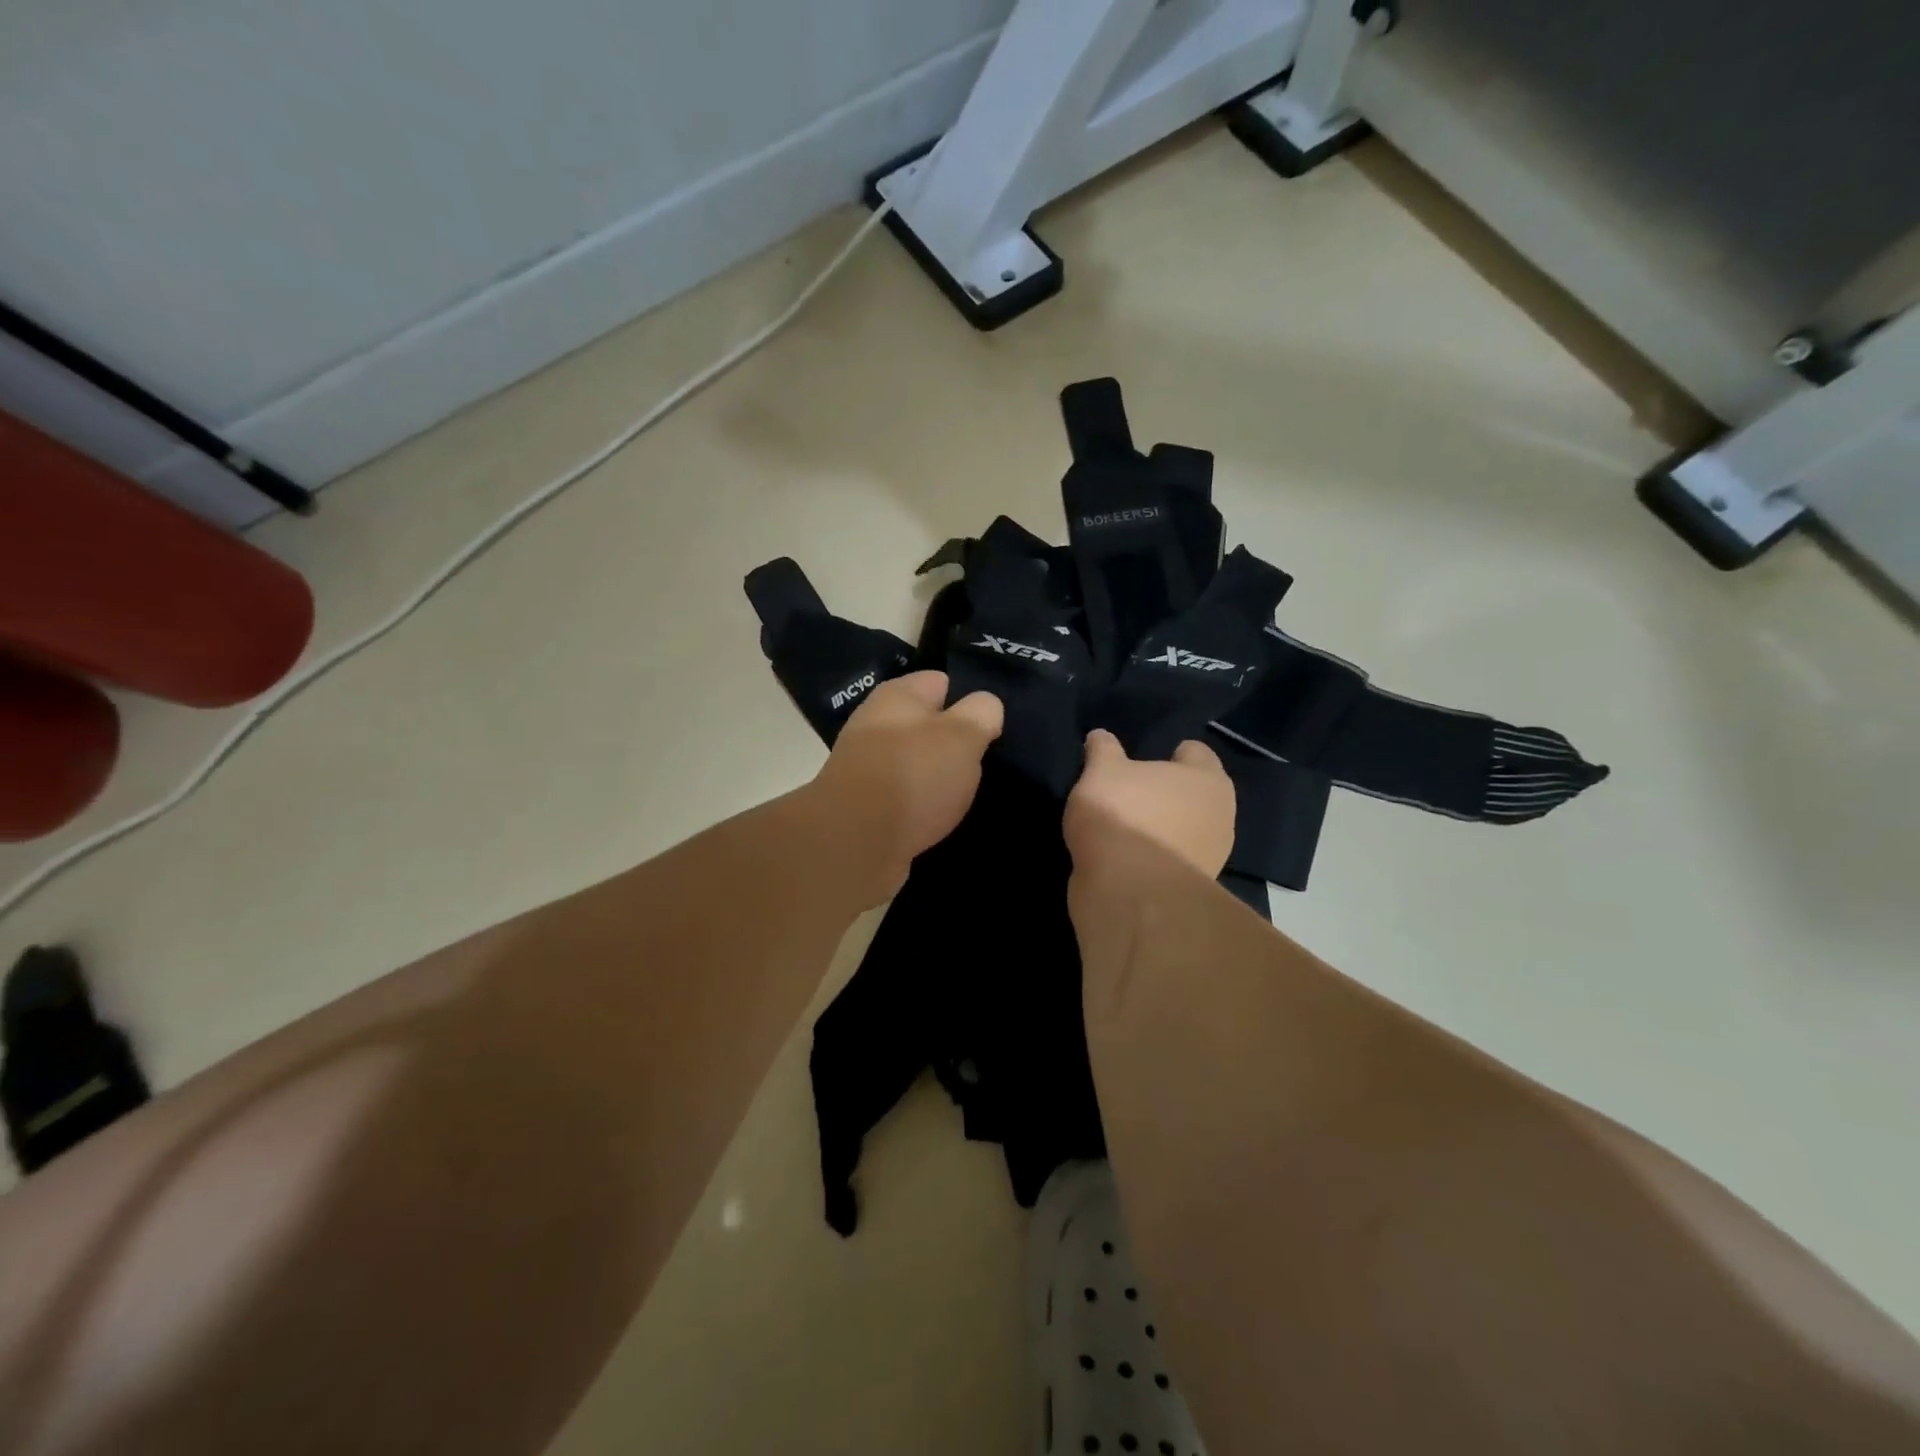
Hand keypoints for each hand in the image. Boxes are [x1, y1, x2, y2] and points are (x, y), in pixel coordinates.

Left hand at [808, 671, 1003, 902]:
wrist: (855, 843)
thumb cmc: (913, 776)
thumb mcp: (962, 736)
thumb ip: (981, 714)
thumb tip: (985, 706)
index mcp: (897, 696)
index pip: (941, 682)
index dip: (969, 700)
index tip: (991, 725)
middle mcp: (877, 725)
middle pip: (927, 726)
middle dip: (955, 743)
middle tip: (984, 763)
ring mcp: (868, 767)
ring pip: (916, 763)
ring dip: (939, 778)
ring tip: (966, 794)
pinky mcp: (866, 807)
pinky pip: (905, 798)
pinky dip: (923, 807)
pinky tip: (940, 819)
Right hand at [1064, 729, 1235, 881]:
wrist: (1131, 892)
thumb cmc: (1123, 815)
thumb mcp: (1101, 771)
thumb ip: (1102, 750)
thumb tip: (1100, 736)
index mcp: (1207, 778)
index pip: (1195, 752)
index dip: (1170, 751)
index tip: (1143, 757)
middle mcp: (1220, 814)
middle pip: (1193, 793)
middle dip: (1168, 792)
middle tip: (1133, 791)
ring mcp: (1210, 855)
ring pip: (1185, 829)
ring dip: (1163, 827)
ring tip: (1127, 826)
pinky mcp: (1191, 886)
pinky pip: (1171, 859)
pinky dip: (1155, 855)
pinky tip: (1127, 855)